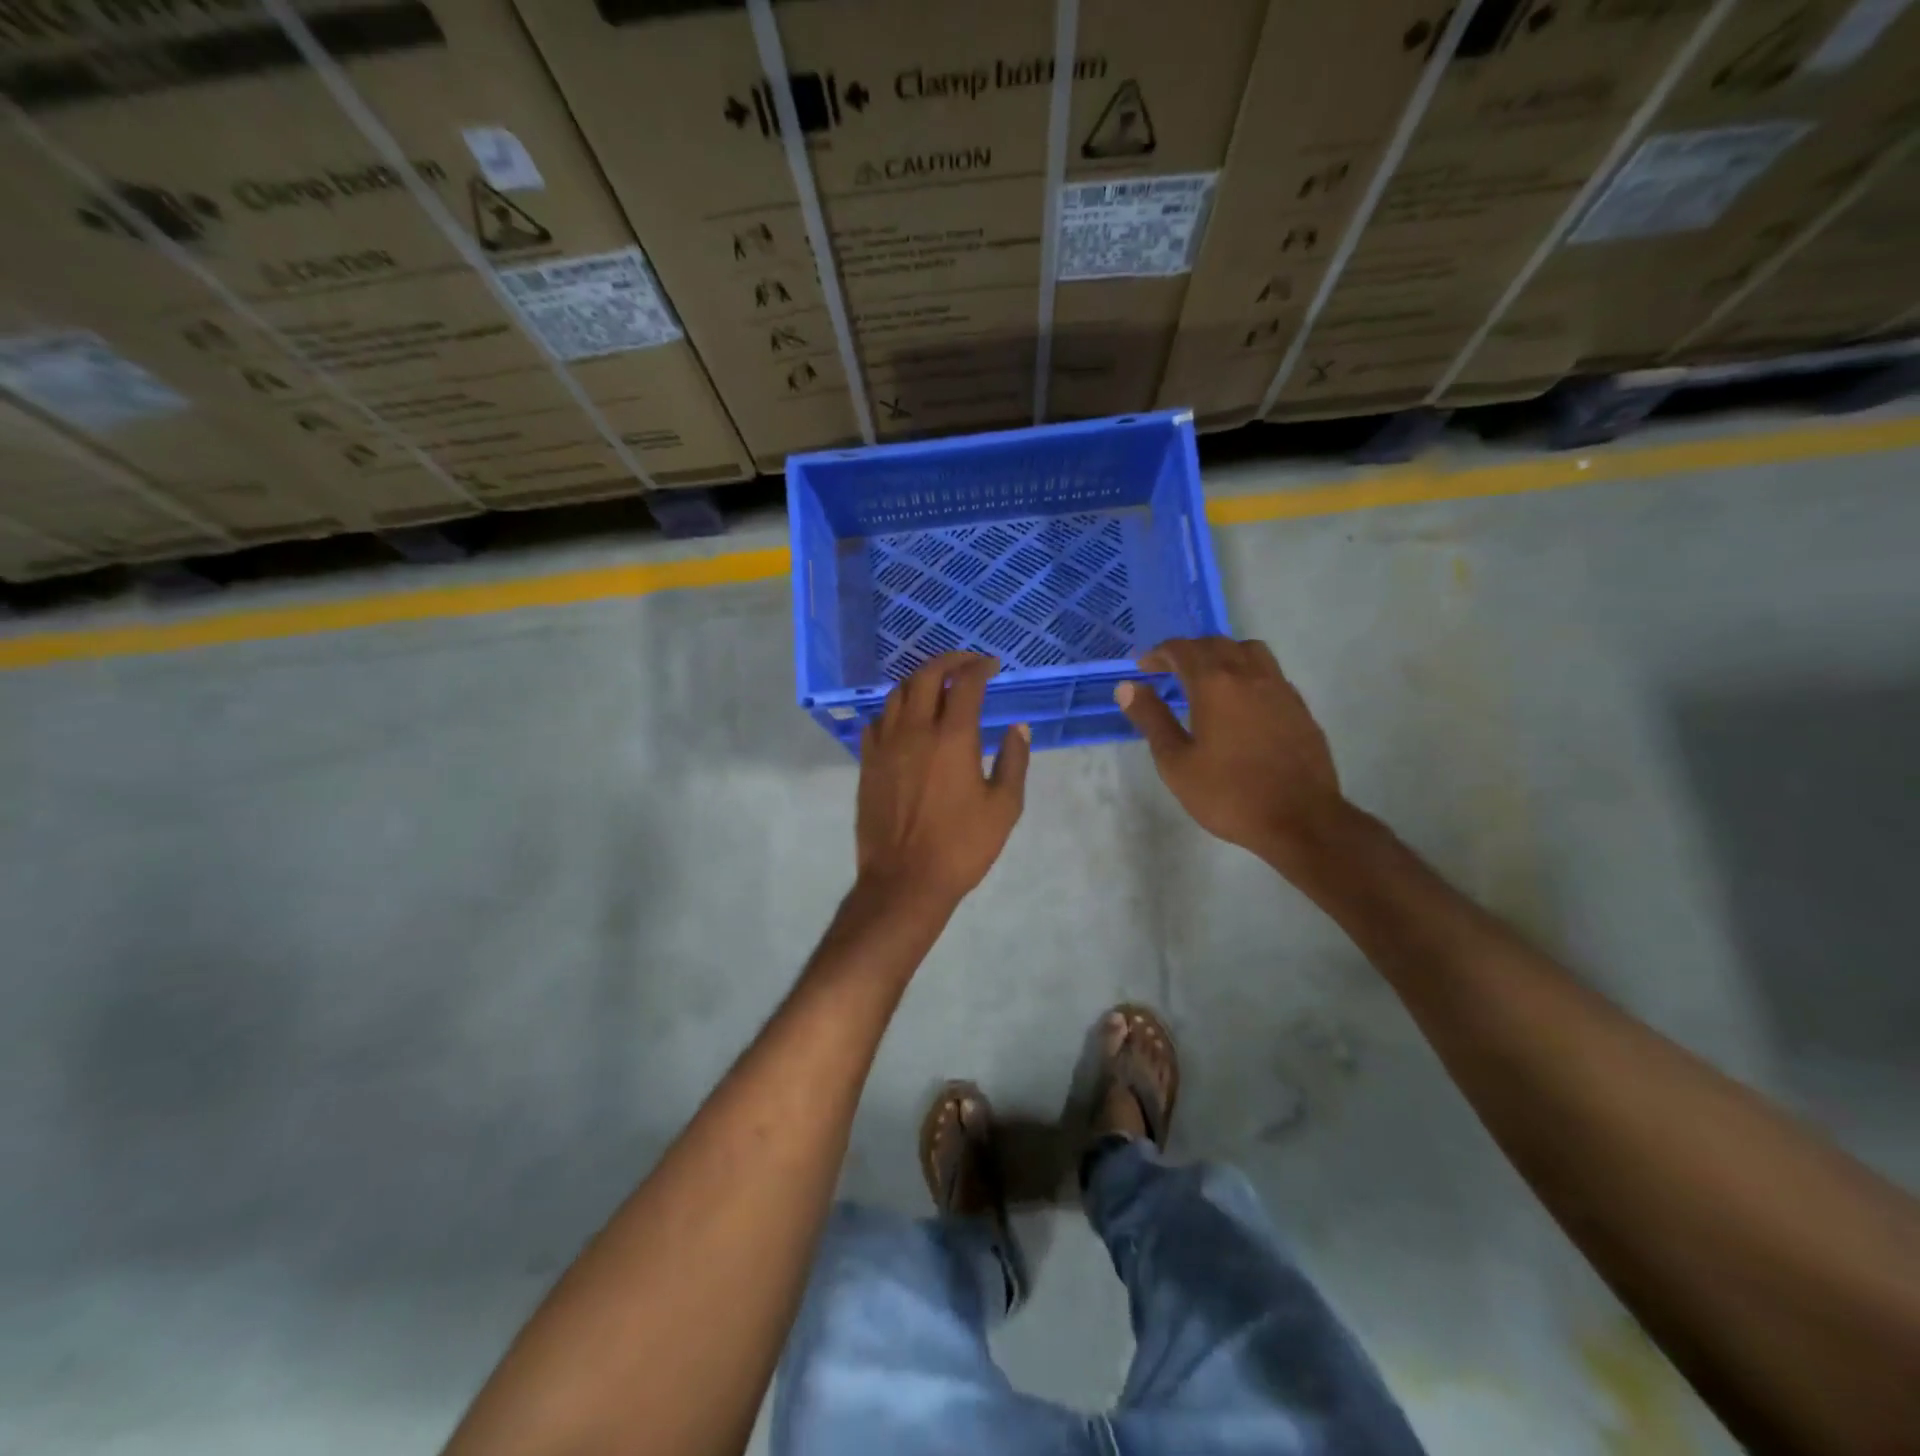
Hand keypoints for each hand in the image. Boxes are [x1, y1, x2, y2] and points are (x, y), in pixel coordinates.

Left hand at [855, 652, 1030, 912]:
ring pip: (897, 693)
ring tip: (936, 684)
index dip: (980, 667)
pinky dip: (894, 709)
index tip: (992, 666)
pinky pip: (877, 721)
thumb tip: (1018, 728)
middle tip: (966, 663)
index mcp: (953, 737)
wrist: (905, 880)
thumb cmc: (961, 846)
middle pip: (926, 676)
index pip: (965, 683)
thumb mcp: (1003, 807)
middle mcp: (915, 730)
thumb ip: (1014, 762)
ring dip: (919, 680)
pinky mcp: (867, 763)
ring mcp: (885, 745)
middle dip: (948, 660)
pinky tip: (905, 719)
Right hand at [1115, 637, 1350, 872]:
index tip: (1143, 667)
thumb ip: (1152, 719)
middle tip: (1168, 671)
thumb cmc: (1229, 794)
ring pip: (1248, 650)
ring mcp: (1279, 688)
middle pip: (1215, 644)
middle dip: (1188, 651)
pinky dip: (1247, 673)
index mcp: (1215, 684)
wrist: (1300, 819)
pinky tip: (1241, 702)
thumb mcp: (1176, 763)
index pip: (1182, 650)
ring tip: (1208, 677)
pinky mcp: (1298, 706)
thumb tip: (1128, 687)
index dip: (1159, 654)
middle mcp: (1249, 675)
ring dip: (1222, 654)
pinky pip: (1269, 673)